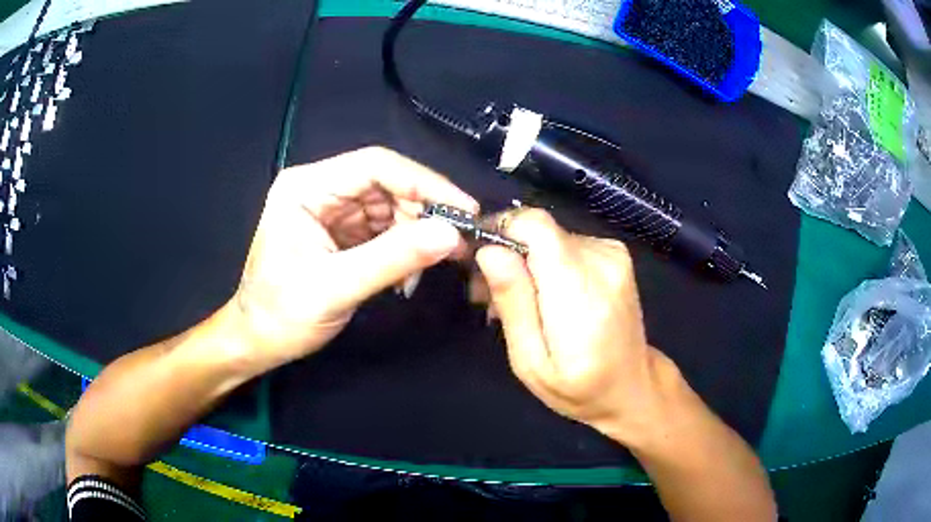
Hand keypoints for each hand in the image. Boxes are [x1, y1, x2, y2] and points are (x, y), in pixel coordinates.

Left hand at [229, 147, 477, 368]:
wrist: (259, 341)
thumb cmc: (281, 315)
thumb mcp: (335, 287)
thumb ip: (393, 258)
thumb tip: (451, 234)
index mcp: (307, 188)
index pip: (375, 166)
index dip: (424, 183)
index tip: (464, 209)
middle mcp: (321, 190)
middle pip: (387, 184)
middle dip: (424, 213)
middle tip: (458, 244)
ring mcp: (333, 211)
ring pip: (391, 207)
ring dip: (417, 234)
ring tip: (434, 264)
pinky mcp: (343, 233)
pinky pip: (385, 229)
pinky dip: (404, 248)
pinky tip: (410, 273)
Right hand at [475, 209, 672, 442]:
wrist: (631, 385)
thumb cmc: (577, 387)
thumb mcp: (530, 361)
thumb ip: (513, 302)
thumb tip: (489, 251)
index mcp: (581, 291)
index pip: (535, 225)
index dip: (500, 231)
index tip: (479, 262)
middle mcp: (602, 260)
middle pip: (538, 231)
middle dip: (507, 254)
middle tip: (488, 297)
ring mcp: (613, 253)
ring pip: (549, 237)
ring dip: (526, 262)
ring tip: (518, 303)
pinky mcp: (615, 253)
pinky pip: (566, 244)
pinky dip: (547, 263)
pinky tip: (544, 295)